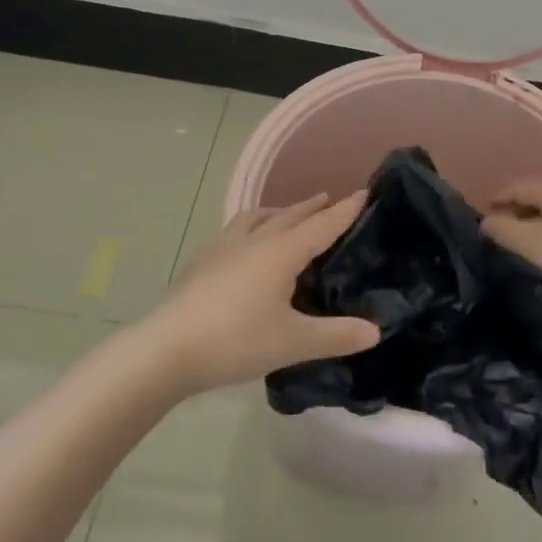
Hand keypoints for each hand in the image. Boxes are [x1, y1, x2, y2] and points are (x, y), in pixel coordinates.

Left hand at [145, 193, 381, 393]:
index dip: (344, 210)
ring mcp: (222, 249)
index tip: (364, 191)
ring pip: (256, 218)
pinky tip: (242, 247)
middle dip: (311, 207)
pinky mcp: (201, 263)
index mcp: (281, 252)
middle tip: (328, 199)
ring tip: (286, 213)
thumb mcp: (293, 342)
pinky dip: (250, 228)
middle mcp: (254, 241)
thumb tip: (376, 330)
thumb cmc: (235, 341)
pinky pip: (233, 233)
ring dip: (277, 212)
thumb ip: (336, 336)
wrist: (165, 350)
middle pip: (289, 216)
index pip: (322, 225)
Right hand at [481, 176, 541, 312]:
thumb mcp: (532, 246)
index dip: (494, 202)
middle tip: (499, 232)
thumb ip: (503, 231)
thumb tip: (485, 222)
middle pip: (535, 193)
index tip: (481, 220)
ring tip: (524, 241)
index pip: (514, 187)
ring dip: (536, 219)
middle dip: (515, 210)